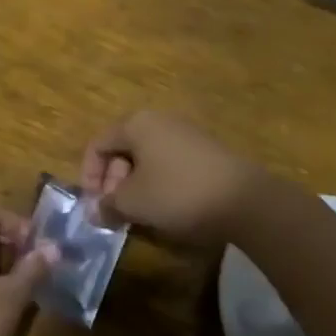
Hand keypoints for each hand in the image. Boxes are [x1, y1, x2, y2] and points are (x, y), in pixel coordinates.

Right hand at [80, 111, 267, 244]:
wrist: (246, 201)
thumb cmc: (178, 193)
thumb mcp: (134, 202)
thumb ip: (107, 204)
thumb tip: (93, 211)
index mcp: (136, 123)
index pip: (98, 144)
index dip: (89, 175)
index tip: (94, 205)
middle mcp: (160, 120)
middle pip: (122, 149)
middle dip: (113, 182)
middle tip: (115, 212)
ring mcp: (186, 134)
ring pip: (146, 158)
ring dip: (135, 186)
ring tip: (139, 215)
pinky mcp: (205, 151)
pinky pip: (169, 163)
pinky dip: (159, 184)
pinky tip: (166, 209)